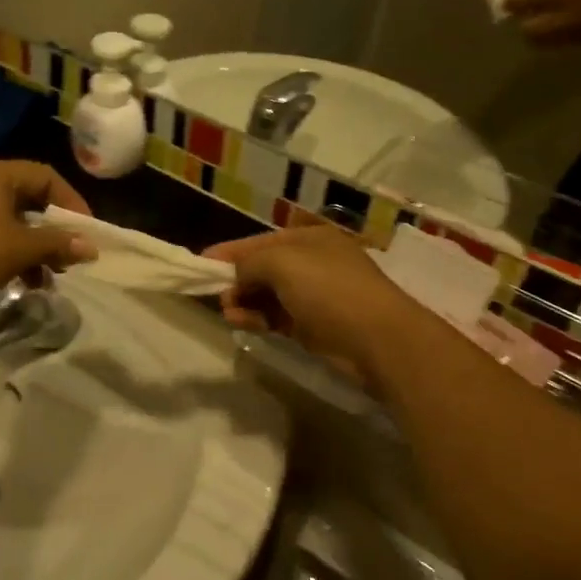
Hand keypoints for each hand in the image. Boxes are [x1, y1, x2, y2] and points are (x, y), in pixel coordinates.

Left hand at [0, 161, 95, 308]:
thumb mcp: (20, 249)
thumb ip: (58, 243)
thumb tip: (91, 246)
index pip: (48, 177)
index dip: (73, 203)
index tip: (87, 232)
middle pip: (33, 200)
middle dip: (55, 231)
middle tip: (71, 256)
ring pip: (16, 222)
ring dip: (37, 248)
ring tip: (51, 277)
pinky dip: (15, 254)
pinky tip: (25, 282)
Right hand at [203, 227, 422, 382]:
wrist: (380, 340)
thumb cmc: (330, 290)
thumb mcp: (282, 263)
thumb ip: (249, 264)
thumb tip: (235, 279)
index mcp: (309, 238)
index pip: (260, 241)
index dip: (230, 251)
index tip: (200, 263)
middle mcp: (313, 262)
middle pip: (263, 268)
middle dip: (237, 279)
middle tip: (214, 294)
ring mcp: (316, 296)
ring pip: (269, 294)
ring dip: (245, 301)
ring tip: (226, 312)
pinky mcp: (316, 326)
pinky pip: (278, 317)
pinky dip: (259, 318)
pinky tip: (241, 323)